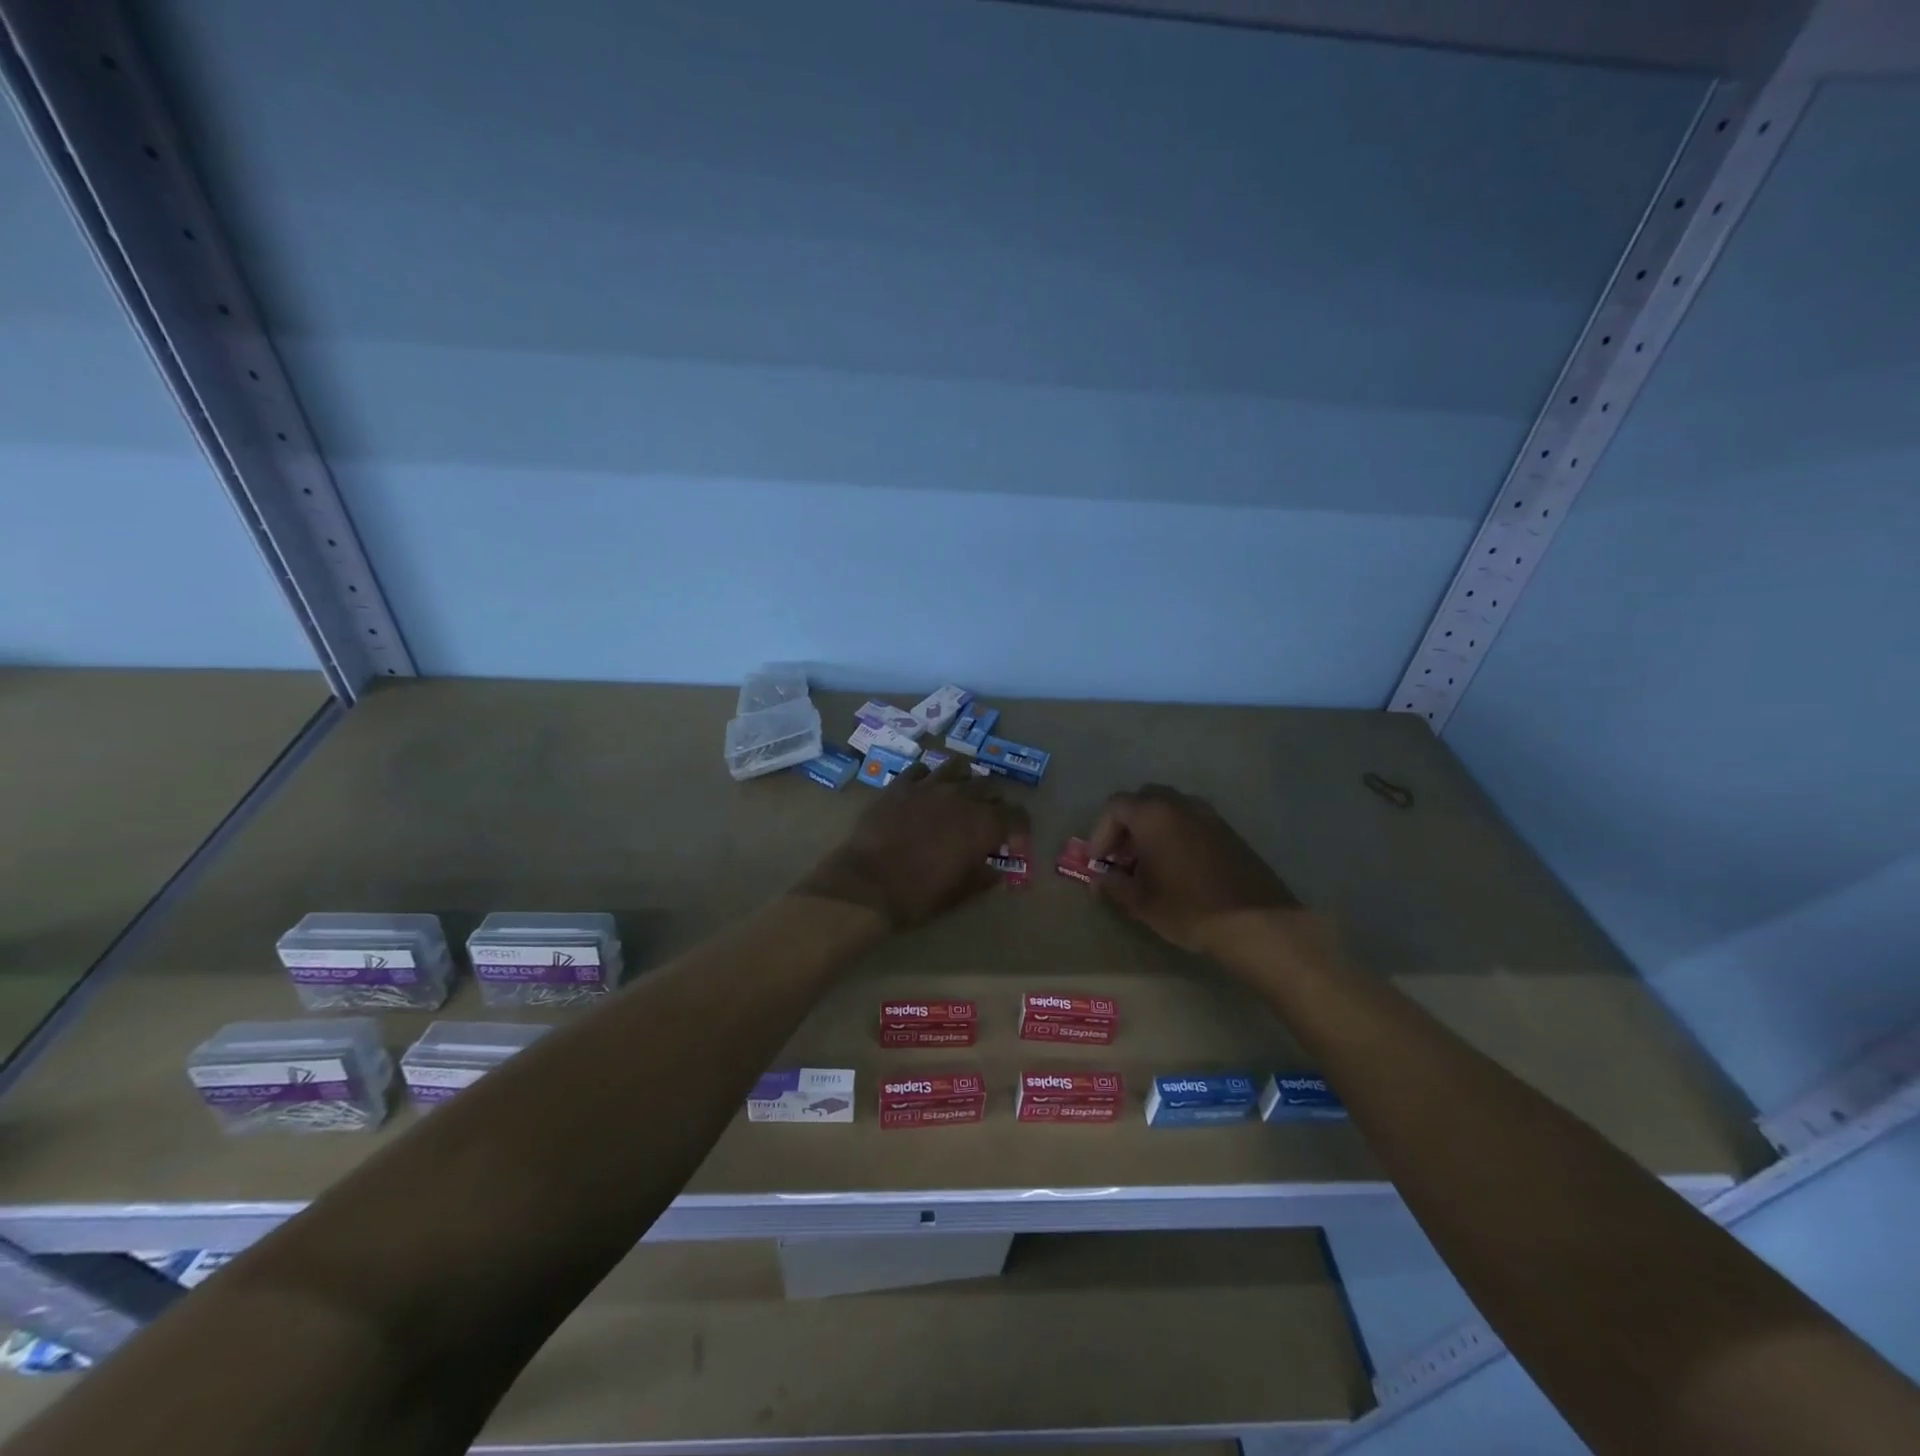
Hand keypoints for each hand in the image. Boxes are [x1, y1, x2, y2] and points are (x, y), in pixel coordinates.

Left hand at [796, 758, 1032, 929]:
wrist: (867, 884)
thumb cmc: (919, 895)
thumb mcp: (960, 893)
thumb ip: (984, 876)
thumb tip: (996, 869)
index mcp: (983, 824)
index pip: (1017, 814)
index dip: (1020, 827)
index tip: (1013, 841)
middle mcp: (962, 797)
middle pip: (989, 786)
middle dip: (992, 802)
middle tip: (984, 820)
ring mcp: (929, 786)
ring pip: (958, 768)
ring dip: (964, 781)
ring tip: (958, 796)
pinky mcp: (900, 785)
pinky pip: (921, 770)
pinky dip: (928, 779)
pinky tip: (924, 792)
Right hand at [1089, 784, 1297, 954]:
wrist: (1256, 922)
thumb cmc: (1188, 908)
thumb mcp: (1141, 902)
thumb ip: (1114, 884)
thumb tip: (1100, 878)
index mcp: (1153, 814)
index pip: (1115, 806)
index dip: (1100, 832)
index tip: (1099, 861)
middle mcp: (1181, 805)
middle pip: (1144, 800)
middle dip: (1127, 825)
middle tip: (1122, 857)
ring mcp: (1209, 816)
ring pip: (1170, 809)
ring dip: (1153, 829)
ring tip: (1149, 865)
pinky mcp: (1229, 832)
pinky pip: (1193, 823)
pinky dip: (1177, 835)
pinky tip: (1179, 869)